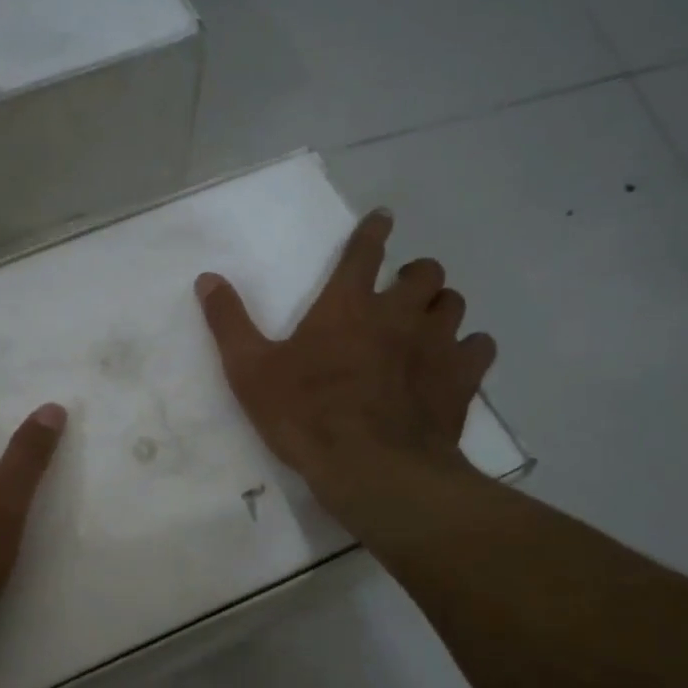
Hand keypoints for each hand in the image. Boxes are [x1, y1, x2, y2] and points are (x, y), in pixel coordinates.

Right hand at [195, 208, 495, 516]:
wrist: (371, 468)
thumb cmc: (306, 416)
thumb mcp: (251, 372)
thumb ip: (229, 323)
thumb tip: (207, 279)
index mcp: (347, 306)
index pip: (364, 251)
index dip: (373, 231)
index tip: (383, 218)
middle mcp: (399, 314)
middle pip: (425, 272)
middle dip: (416, 274)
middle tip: (403, 290)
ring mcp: (436, 345)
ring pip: (454, 304)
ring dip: (441, 307)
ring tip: (428, 324)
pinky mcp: (460, 380)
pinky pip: (480, 347)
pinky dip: (469, 348)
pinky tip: (456, 362)